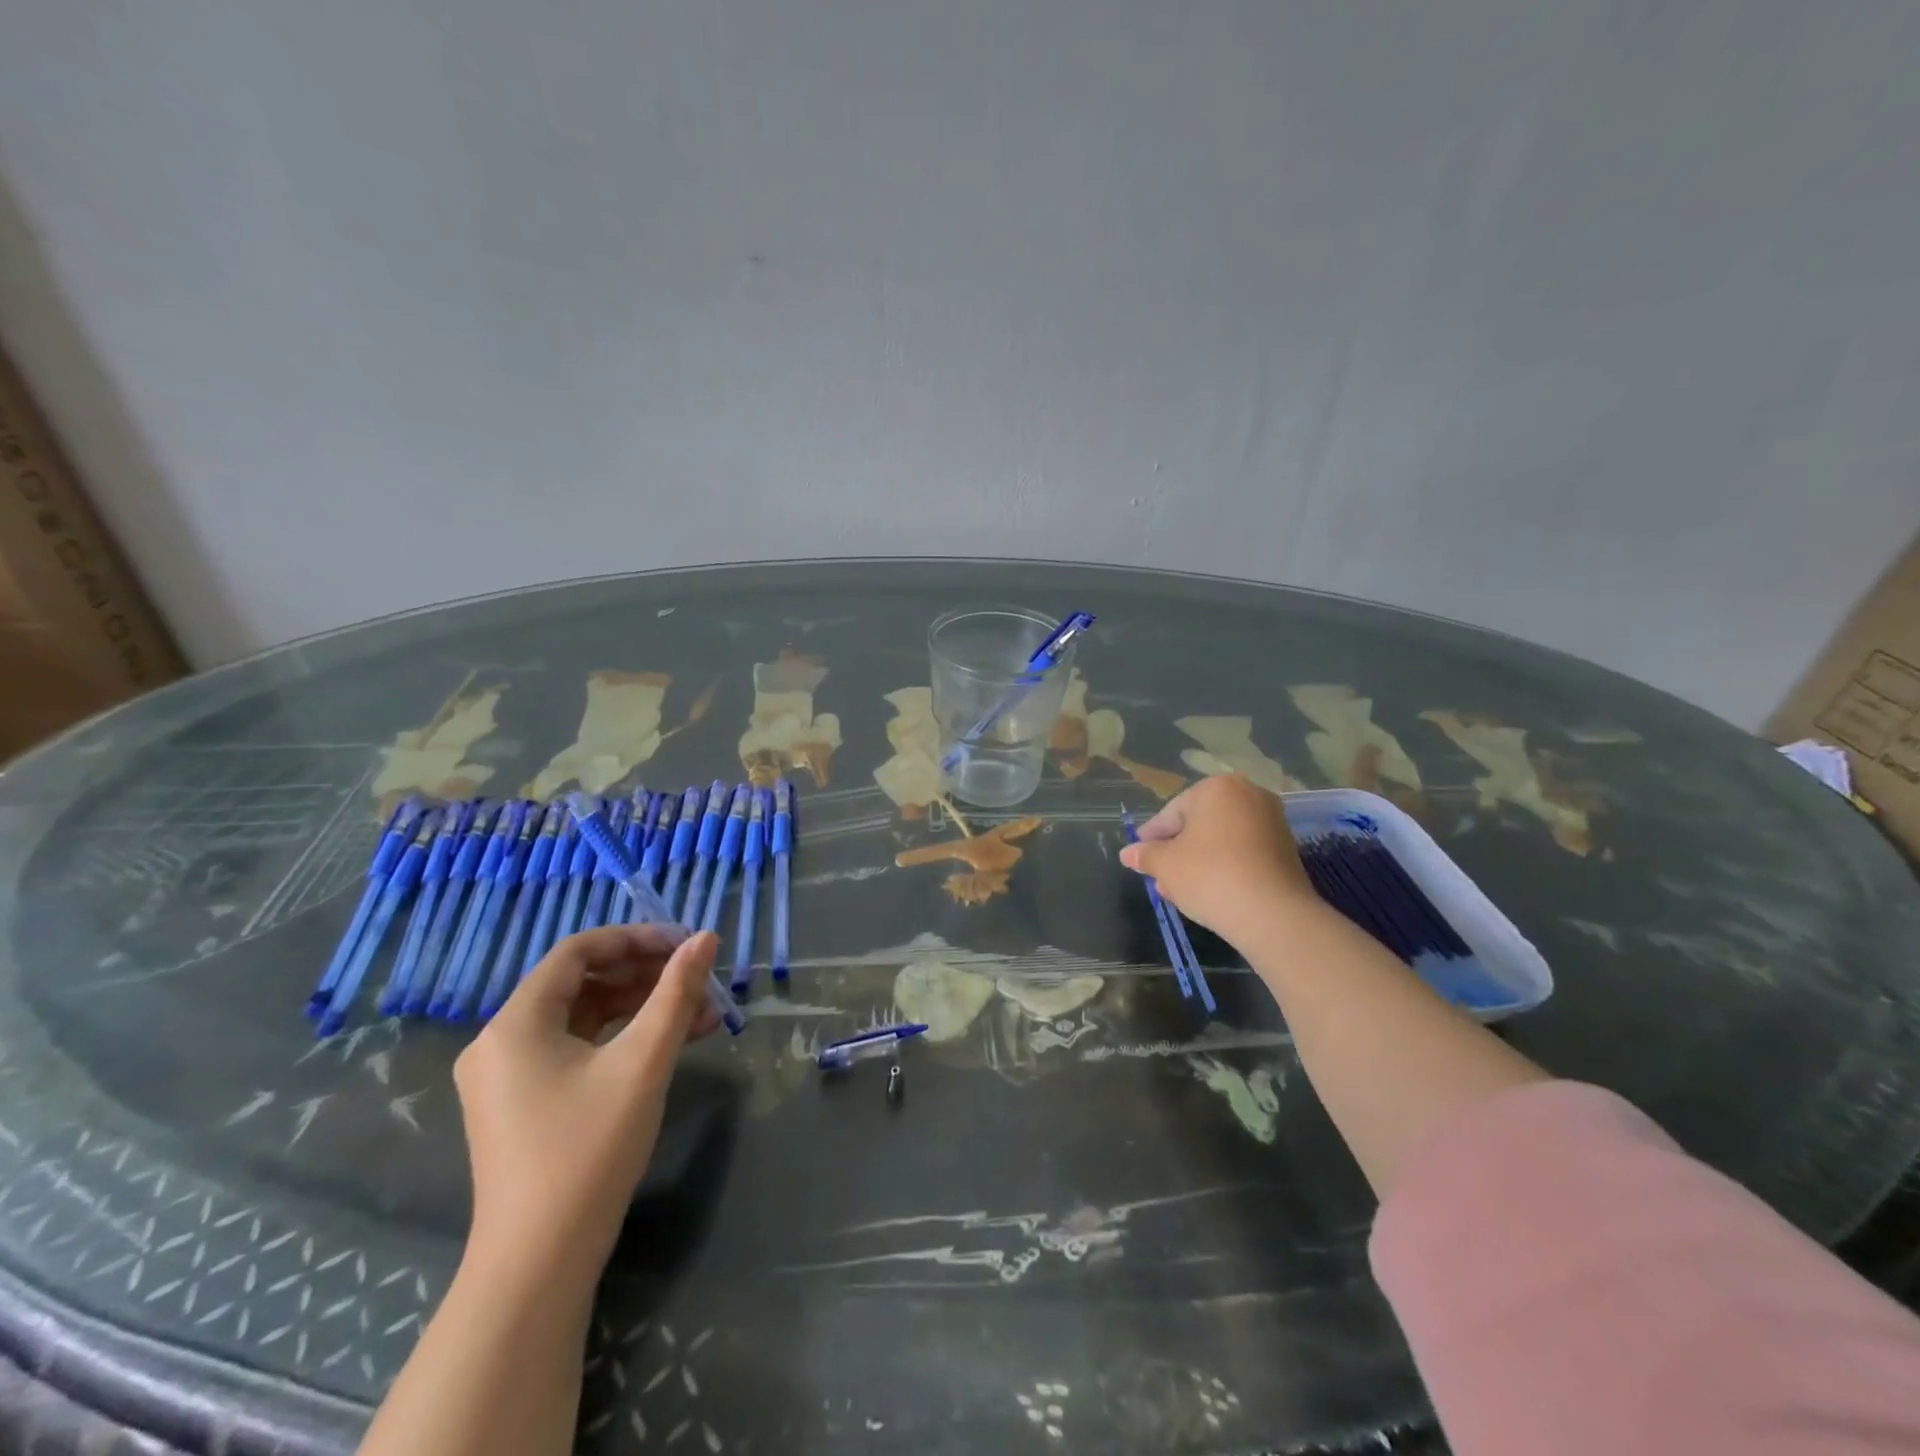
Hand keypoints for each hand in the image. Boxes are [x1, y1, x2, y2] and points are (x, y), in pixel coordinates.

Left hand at [452, 925, 721, 1280]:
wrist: (539, 1264)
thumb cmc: (589, 1149)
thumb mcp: (643, 1061)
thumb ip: (677, 992)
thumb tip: (706, 938)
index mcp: (515, 1023)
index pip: (578, 951)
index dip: (635, 939)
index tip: (685, 945)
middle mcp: (501, 1041)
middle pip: (581, 982)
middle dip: (646, 975)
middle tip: (698, 978)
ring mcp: (508, 1077)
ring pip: (584, 1017)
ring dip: (642, 1008)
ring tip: (701, 1013)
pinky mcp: (523, 1104)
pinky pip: (577, 1049)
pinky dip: (622, 1039)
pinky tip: (672, 1043)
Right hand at [1120, 774, 1316, 942]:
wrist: (1273, 914)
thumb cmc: (1209, 876)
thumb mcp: (1165, 865)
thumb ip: (1146, 855)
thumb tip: (1128, 853)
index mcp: (1217, 788)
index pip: (1172, 812)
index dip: (1152, 836)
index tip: (1138, 854)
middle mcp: (1248, 795)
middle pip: (1199, 824)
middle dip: (1177, 851)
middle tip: (1158, 875)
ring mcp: (1272, 822)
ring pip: (1221, 840)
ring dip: (1198, 861)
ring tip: (1179, 890)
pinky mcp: (1286, 850)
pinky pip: (1243, 852)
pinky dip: (1224, 867)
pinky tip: (1208, 892)